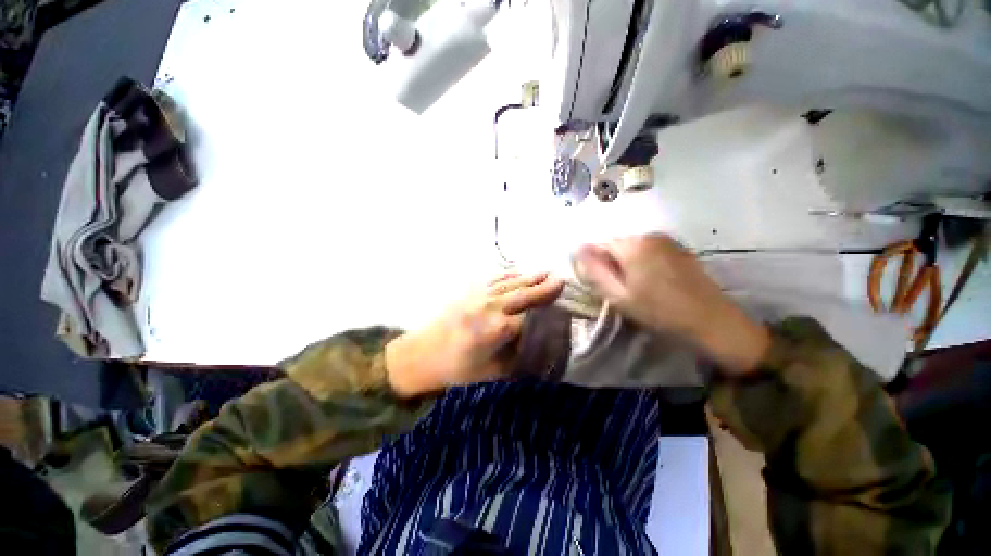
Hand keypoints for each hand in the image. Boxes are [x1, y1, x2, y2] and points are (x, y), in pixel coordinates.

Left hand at [385, 273, 563, 396]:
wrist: (423, 354)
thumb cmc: (458, 368)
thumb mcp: (494, 371)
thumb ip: (519, 357)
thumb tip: (539, 346)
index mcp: (497, 329)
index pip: (531, 318)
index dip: (547, 314)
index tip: (563, 310)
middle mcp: (491, 307)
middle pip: (524, 294)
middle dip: (544, 287)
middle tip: (562, 279)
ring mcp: (479, 296)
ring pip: (511, 283)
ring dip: (529, 277)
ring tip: (546, 272)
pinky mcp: (470, 291)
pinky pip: (494, 279)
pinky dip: (509, 275)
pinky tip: (518, 273)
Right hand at [574, 235, 768, 373]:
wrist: (712, 322)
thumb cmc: (659, 311)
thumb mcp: (618, 296)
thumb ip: (594, 271)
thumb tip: (578, 249)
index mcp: (632, 245)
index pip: (598, 245)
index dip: (595, 264)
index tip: (603, 284)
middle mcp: (649, 235)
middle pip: (616, 245)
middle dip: (612, 263)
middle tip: (620, 289)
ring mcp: (667, 240)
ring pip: (633, 248)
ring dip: (628, 263)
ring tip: (638, 287)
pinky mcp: (679, 248)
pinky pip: (650, 250)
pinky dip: (645, 262)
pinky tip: (654, 282)